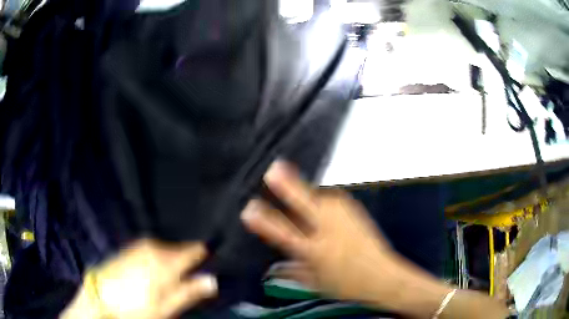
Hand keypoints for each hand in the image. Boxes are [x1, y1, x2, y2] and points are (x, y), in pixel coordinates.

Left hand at [62, 239, 216, 318]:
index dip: (204, 255)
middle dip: (187, 259)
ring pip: (166, 248)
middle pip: (179, 249)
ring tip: (174, 274)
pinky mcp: (131, 248)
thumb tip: (212, 280)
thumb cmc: (137, 308)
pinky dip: (159, 256)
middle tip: (191, 275)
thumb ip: (189, 291)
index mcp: (166, 262)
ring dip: (173, 258)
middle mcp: (154, 249)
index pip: (193, 251)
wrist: (101, 297)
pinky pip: (152, 248)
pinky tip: (156, 268)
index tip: (210, 261)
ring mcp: (140, 246)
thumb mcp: (166, 307)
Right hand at [241, 161, 409, 306]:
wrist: (383, 276)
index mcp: (315, 252)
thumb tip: (276, 264)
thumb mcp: (315, 283)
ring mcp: (345, 218)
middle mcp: (329, 231)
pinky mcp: (355, 211)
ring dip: (303, 190)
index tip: (249, 209)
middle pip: (305, 204)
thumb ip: (293, 270)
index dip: (264, 221)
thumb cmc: (347, 285)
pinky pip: (332, 199)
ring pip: (319, 196)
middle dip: (288, 186)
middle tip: (273, 169)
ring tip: (288, 178)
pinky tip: (316, 200)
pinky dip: (320, 198)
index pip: (284, 233)